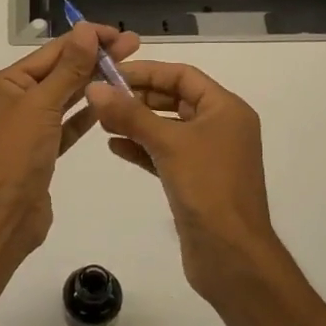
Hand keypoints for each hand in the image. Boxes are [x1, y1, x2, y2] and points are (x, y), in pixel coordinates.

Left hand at [0, 20, 140, 252]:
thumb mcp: (42, 104)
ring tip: (127, 70)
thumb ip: (68, 68)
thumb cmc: (17, 152)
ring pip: (63, 98)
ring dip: (92, 84)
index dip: (86, 40)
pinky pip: (65, 125)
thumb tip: (85, 29)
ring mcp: (26, 127)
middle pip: (58, 72)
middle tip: (133, 45)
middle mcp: (12, 101)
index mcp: (3, 83)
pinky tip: (109, 103)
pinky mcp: (41, 151)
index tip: (119, 33)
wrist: (4, 213)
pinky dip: (85, 114)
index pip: (51, 52)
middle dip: (94, 59)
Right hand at [86, 61, 286, 303]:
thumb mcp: (168, 143)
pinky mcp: (195, 181)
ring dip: (136, 123)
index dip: (147, 71)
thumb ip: (130, 114)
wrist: (231, 254)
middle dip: (138, 97)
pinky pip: (165, 154)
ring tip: (101, 121)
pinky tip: (115, 147)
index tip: (110, 74)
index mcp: (226, 109)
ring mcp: (209, 156)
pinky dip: (142, 148)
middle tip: (101, 98)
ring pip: (168, 128)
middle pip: (174, 100)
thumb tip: (95, 88)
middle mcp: (221, 127)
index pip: (183, 76)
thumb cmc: (207, 188)